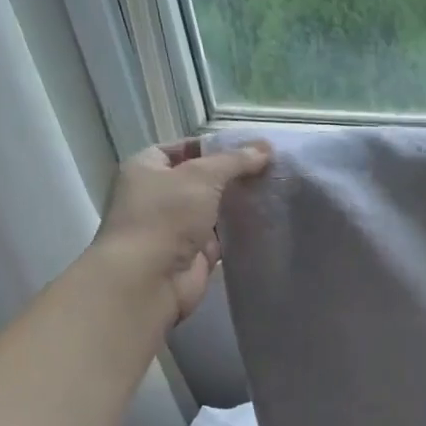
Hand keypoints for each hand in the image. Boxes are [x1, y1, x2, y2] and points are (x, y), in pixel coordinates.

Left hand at [94, 138, 270, 323]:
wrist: (149, 279)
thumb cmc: (165, 216)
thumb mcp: (202, 176)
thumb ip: (235, 161)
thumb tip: (265, 147)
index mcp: (147, 169)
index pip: (183, 148)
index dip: (214, 146)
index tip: (250, 148)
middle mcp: (159, 196)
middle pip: (202, 179)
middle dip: (233, 175)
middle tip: (272, 168)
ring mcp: (177, 227)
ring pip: (215, 208)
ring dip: (240, 203)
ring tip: (278, 190)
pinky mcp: (195, 253)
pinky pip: (224, 236)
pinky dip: (243, 229)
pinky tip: (270, 219)